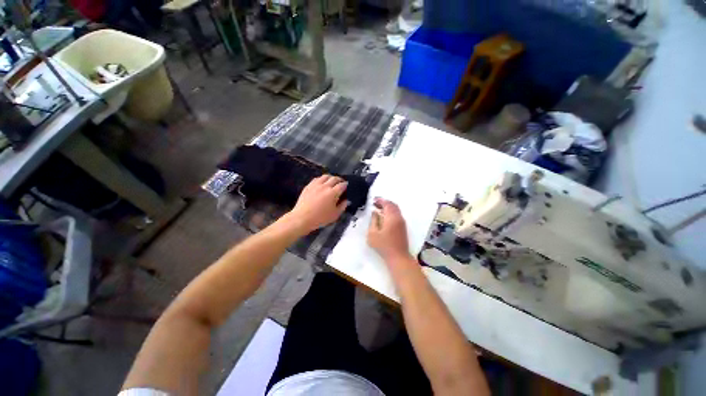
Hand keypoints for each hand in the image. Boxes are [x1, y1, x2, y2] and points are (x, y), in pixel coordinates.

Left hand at [286, 175, 348, 233]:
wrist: (302, 218)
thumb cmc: (320, 218)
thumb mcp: (335, 215)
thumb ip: (342, 206)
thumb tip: (346, 200)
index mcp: (333, 193)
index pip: (342, 185)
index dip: (346, 185)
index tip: (347, 186)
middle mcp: (325, 186)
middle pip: (334, 178)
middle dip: (339, 179)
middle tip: (341, 182)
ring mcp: (316, 185)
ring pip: (325, 176)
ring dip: (330, 177)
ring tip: (332, 181)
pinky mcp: (308, 186)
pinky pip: (317, 179)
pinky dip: (322, 179)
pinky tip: (322, 183)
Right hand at [367, 198, 410, 261]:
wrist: (398, 257)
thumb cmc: (383, 246)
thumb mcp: (373, 233)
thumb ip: (373, 221)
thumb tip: (375, 212)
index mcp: (392, 217)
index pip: (387, 204)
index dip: (380, 200)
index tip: (373, 200)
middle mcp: (399, 217)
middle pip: (393, 205)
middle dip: (384, 203)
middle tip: (375, 203)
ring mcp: (402, 222)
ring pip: (396, 210)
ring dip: (388, 207)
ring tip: (378, 209)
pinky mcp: (403, 227)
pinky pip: (397, 215)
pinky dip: (390, 212)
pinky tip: (384, 217)